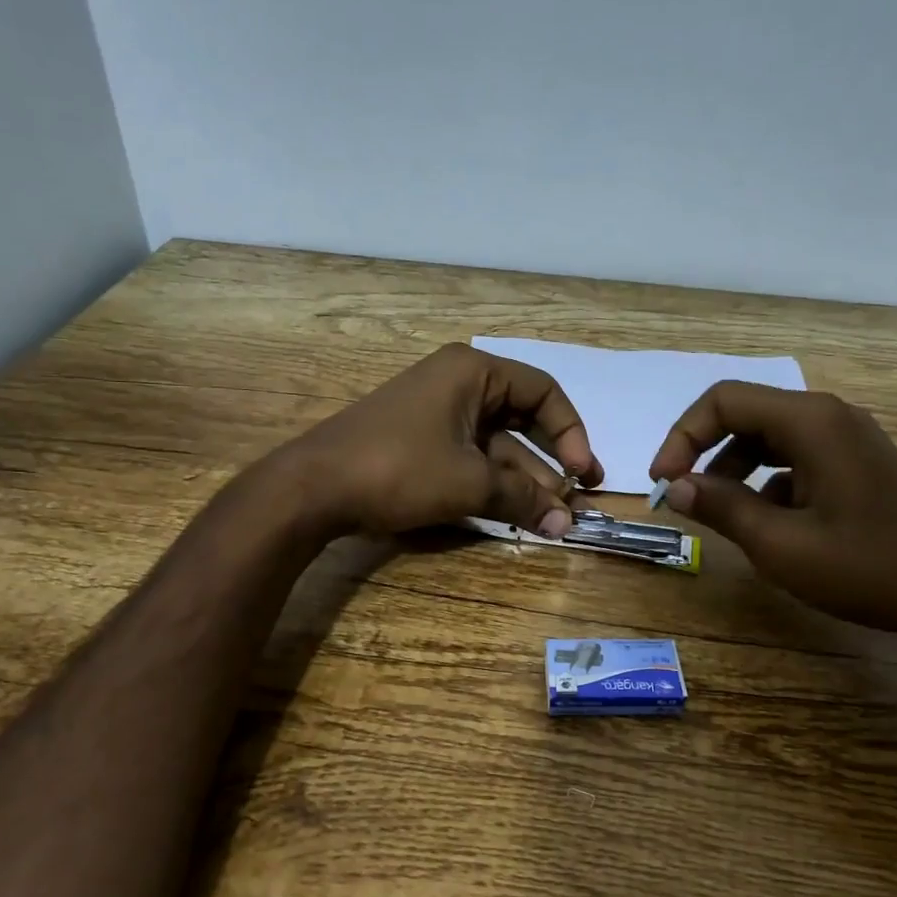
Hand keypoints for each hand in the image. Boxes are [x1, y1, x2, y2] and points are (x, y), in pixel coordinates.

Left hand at [282, 343, 602, 537]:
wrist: (313, 488)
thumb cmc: (399, 468)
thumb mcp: (469, 483)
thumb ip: (523, 499)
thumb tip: (567, 525)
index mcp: (473, 372)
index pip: (543, 392)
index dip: (571, 432)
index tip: (583, 473)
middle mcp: (458, 384)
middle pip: (522, 419)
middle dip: (551, 462)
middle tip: (580, 497)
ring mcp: (436, 414)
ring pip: (496, 446)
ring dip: (525, 481)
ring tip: (554, 519)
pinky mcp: (420, 443)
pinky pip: (470, 458)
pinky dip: (494, 484)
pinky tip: (515, 513)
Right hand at [648, 383, 896, 647]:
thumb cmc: (869, 567)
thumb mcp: (781, 545)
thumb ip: (722, 507)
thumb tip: (675, 486)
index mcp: (810, 422)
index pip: (724, 401)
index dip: (682, 436)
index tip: (663, 482)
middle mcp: (830, 417)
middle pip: (747, 415)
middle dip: (706, 452)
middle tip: (683, 496)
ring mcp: (850, 441)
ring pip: (771, 439)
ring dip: (735, 470)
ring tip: (723, 515)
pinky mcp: (861, 466)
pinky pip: (798, 459)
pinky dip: (769, 483)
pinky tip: (771, 526)